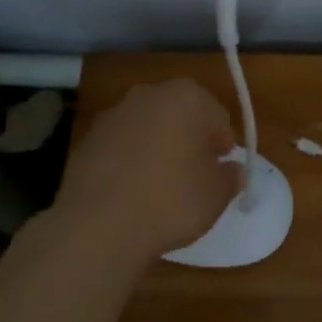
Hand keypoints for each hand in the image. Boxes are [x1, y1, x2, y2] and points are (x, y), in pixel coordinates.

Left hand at [51, 80, 242, 267]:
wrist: (97, 226)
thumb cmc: (171, 201)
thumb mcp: (216, 195)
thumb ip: (230, 177)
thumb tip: (233, 171)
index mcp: (187, 97)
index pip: (217, 116)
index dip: (223, 144)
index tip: (221, 169)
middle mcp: (149, 95)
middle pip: (181, 115)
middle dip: (190, 139)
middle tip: (195, 174)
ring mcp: (114, 115)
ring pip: (148, 128)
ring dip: (158, 147)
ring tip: (161, 186)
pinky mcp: (87, 139)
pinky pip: (121, 145)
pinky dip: (130, 160)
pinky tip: (132, 191)